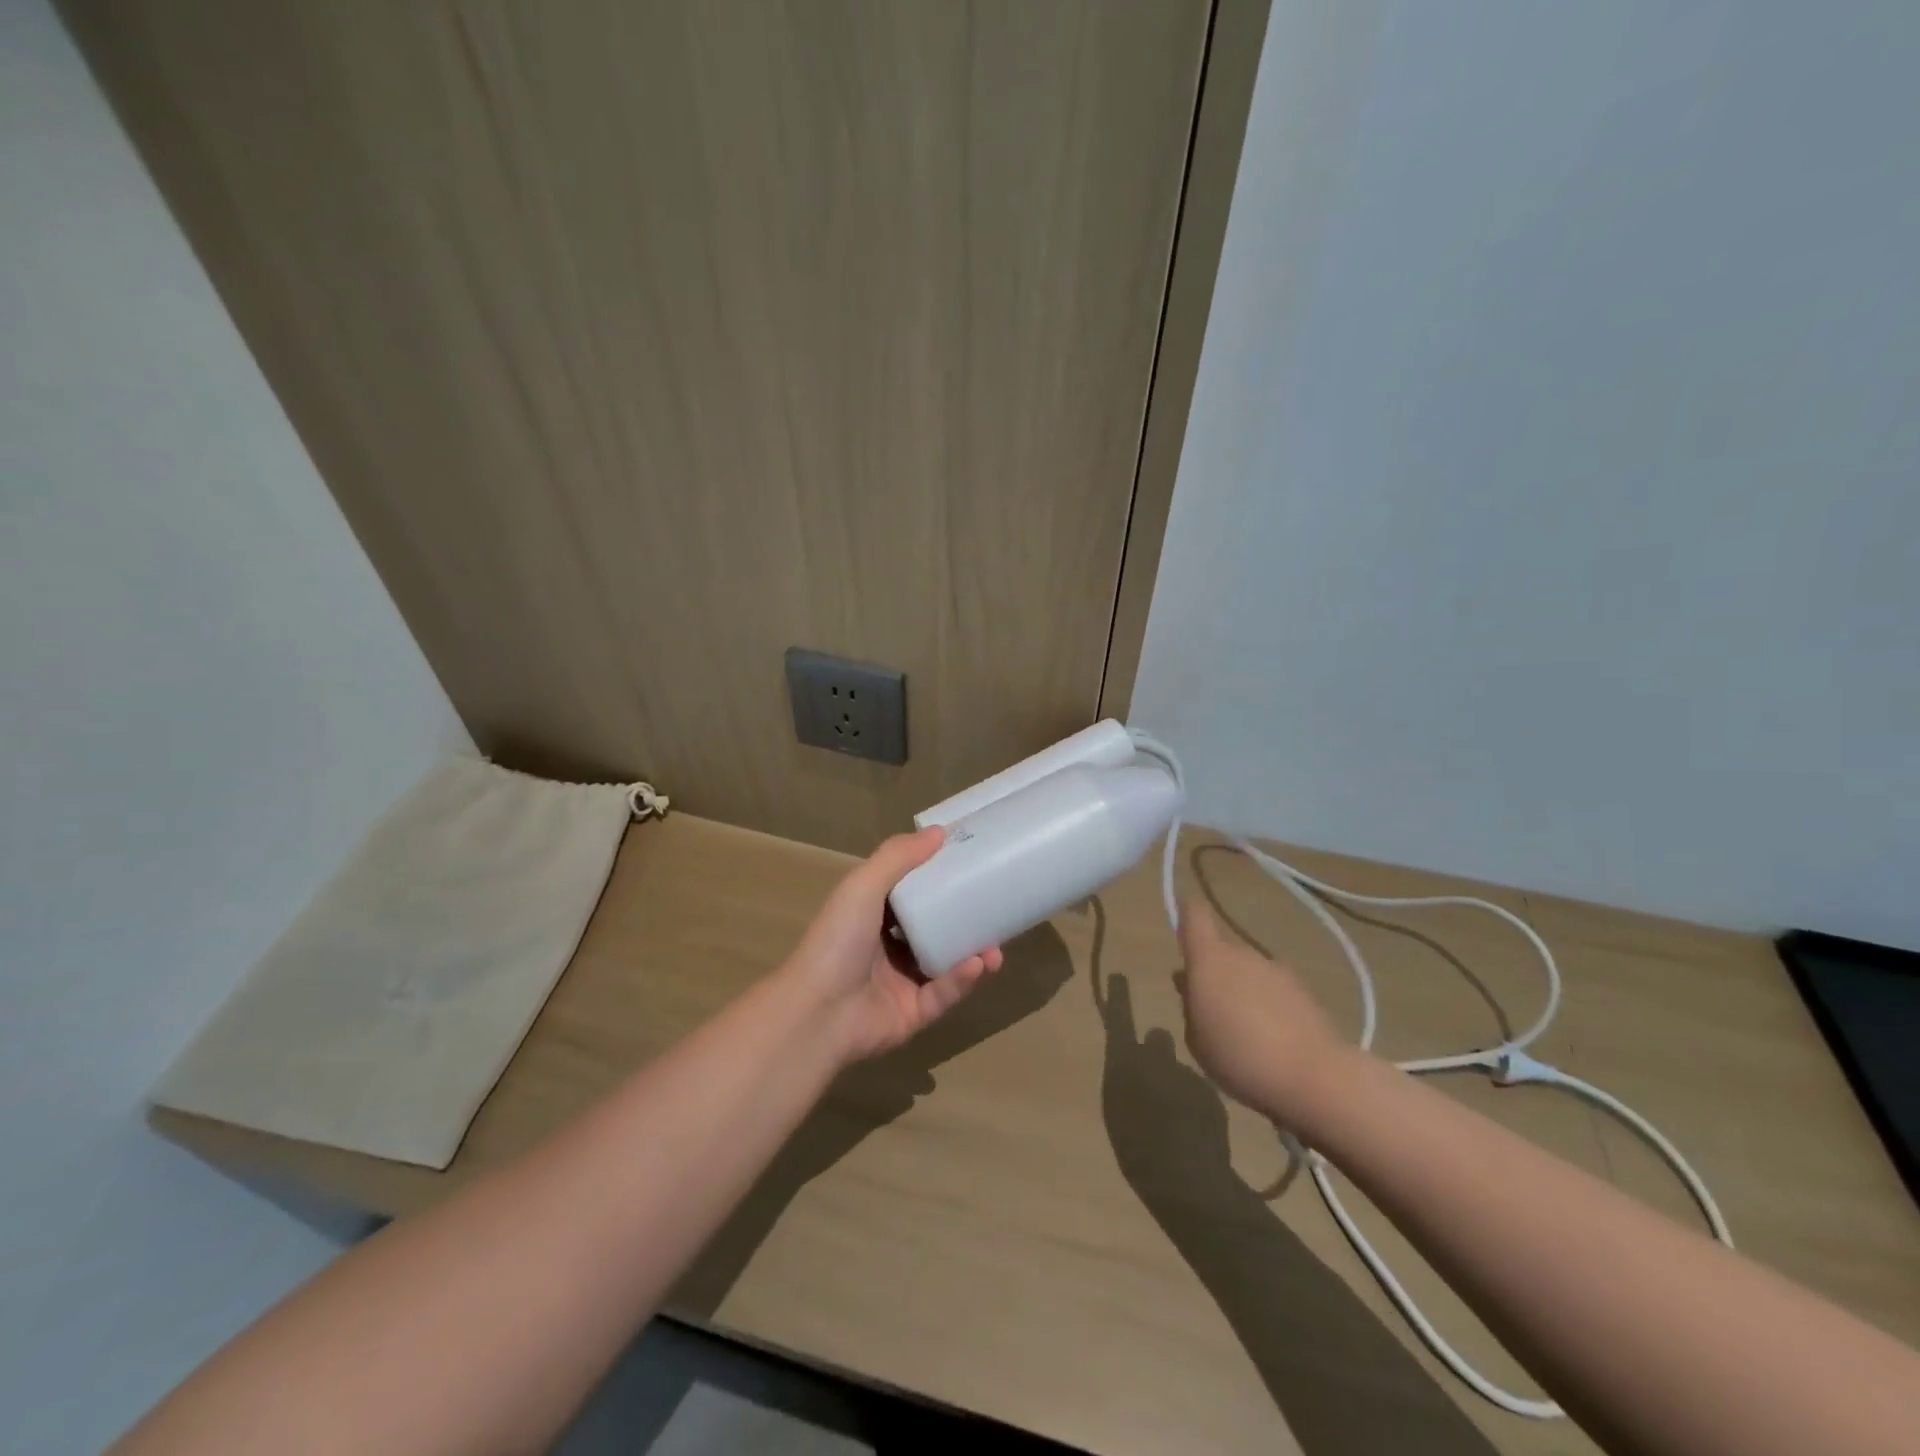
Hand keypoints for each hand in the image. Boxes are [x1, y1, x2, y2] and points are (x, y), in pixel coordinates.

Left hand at [783, 828, 1003, 1063]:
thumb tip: (939, 831)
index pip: (910, 894)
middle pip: (933, 930)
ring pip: (946, 964)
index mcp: (870, 916)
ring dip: (973, 953)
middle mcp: (886, 948)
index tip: (971, 867)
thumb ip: (898, 857)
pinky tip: (979, 965)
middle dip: (965, 922)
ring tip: (996, 947)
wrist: (817, 1013)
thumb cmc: (838, 941)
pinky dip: (962, 980)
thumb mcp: (863, 886)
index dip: (938, 881)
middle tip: (994, 911)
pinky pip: (943, 994)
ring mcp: (900, 983)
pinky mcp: (913, 1014)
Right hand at [1175, 900, 1350, 1127]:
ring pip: (1249, 972)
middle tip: (1210, 1008)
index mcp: (1209, 959)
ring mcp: (1276, 970)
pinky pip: (1274, 990)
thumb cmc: (1238, 1056)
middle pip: (1222, 951)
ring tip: (1244, 1031)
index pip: (1195, 915)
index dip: (1186, 913)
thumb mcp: (1196, 1039)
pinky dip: (1268, 1006)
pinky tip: (1272, 1040)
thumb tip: (1191, 984)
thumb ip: (1190, 1006)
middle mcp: (1242, 954)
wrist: (1314, 1077)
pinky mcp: (1304, 991)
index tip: (1182, 920)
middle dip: (1214, 973)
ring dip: (1243, 991)